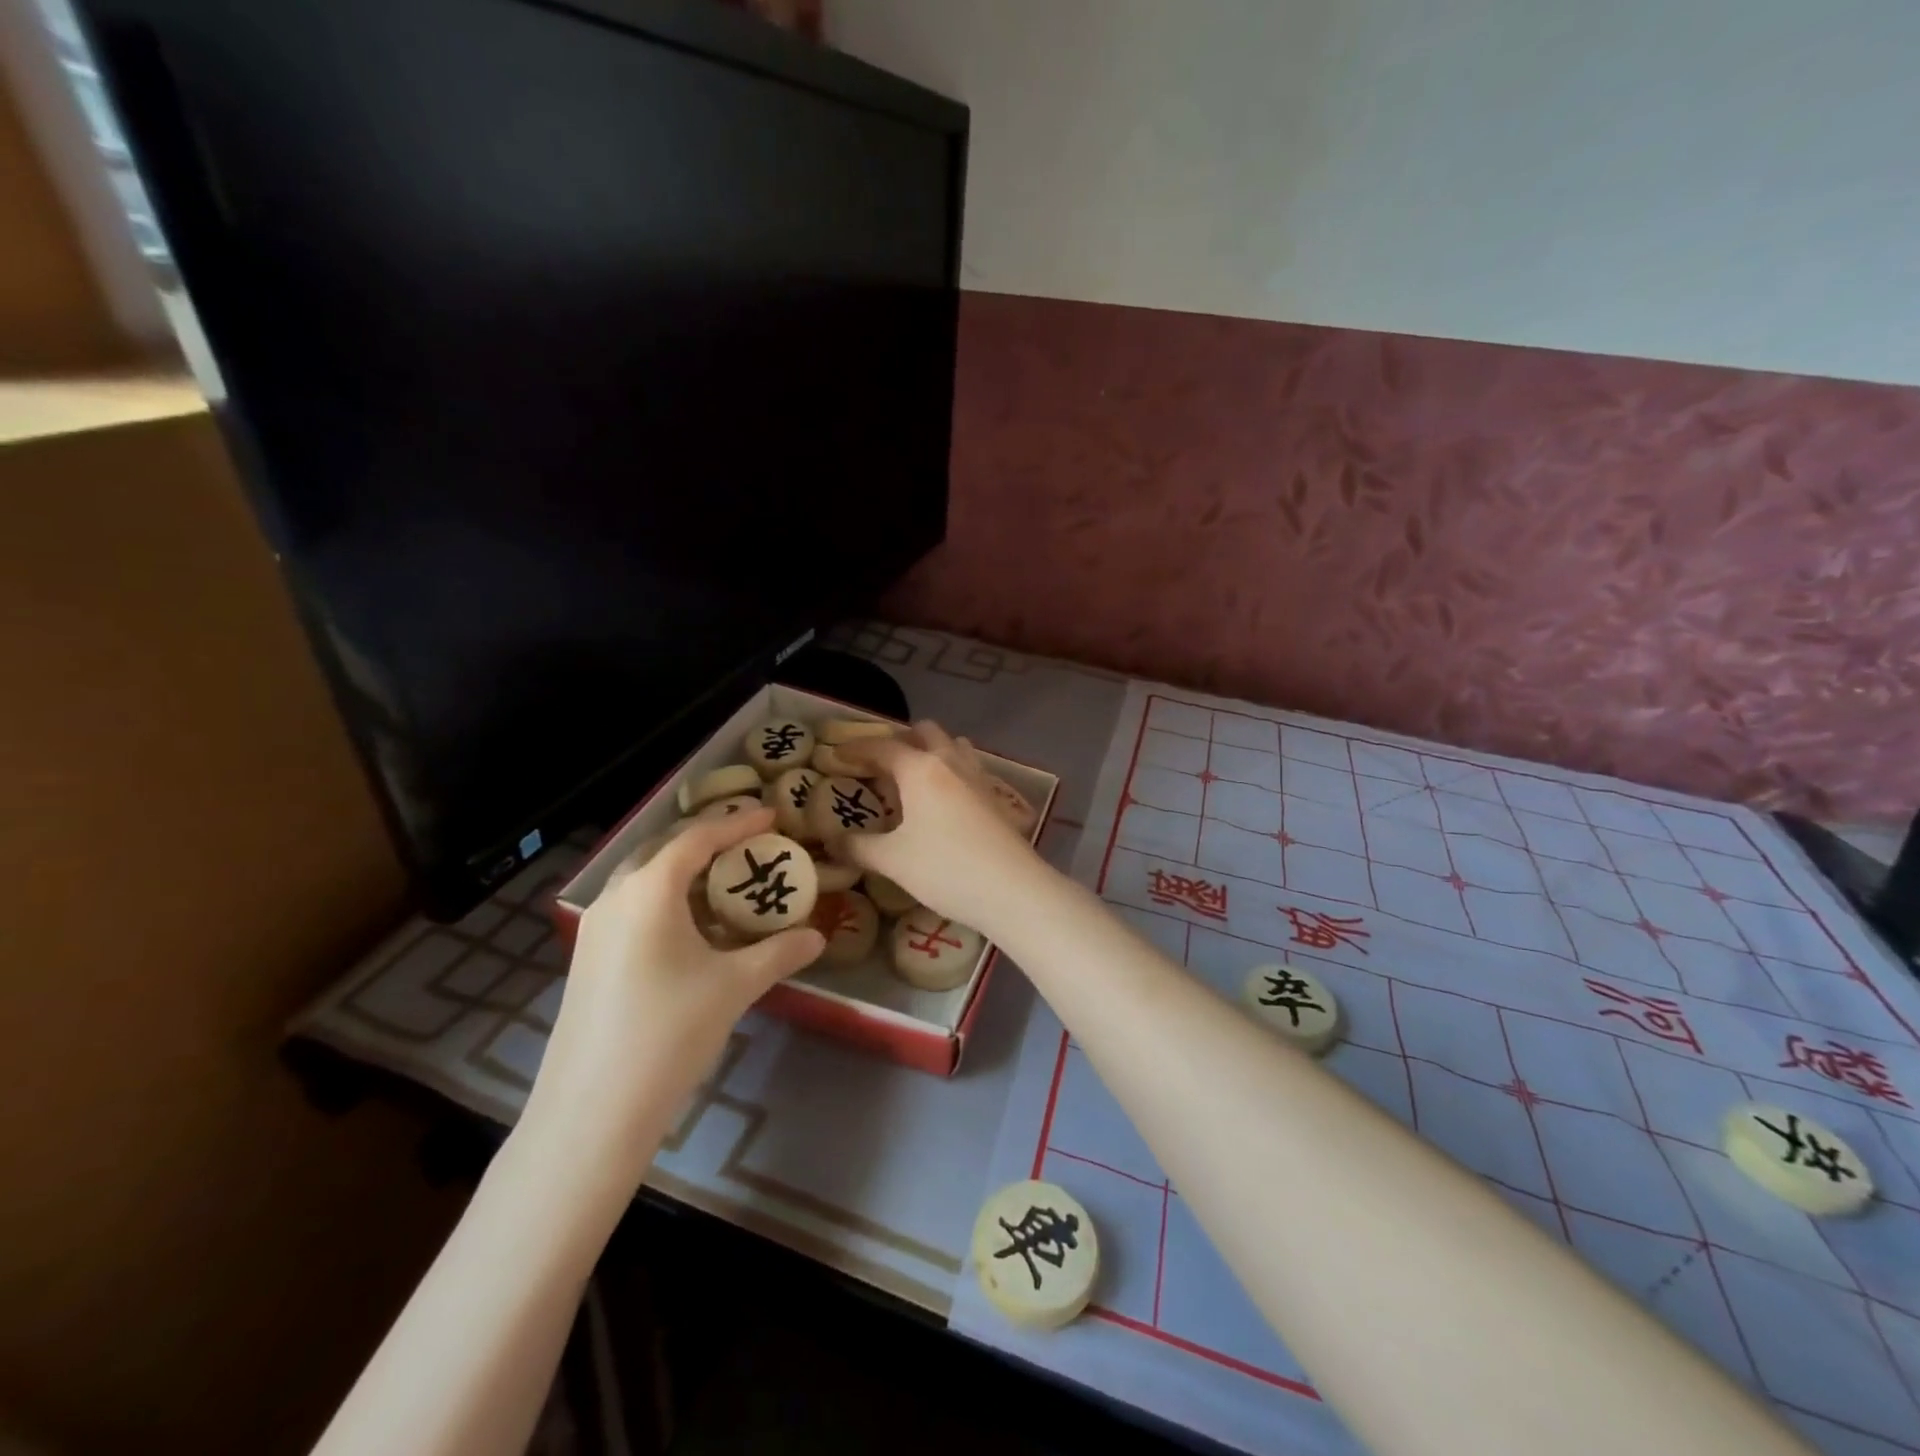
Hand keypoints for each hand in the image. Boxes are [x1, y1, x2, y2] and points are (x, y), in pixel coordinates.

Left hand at [524, 808, 823, 1174]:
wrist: (592, 1110)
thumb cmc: (669, 1032)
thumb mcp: (734, 987)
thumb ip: (779, 953)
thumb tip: (817, 937)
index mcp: (649, 890)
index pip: (699, 838)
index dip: (738, 824)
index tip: (772, 816)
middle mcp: (617, 897)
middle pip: (666, 850)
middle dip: (709, 841)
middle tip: (749, 844)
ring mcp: (595, 929)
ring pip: (645, 879)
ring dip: (685, 872)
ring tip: (725, 882)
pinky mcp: (588, 958)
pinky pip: (633, 907)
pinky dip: (666, 901)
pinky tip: (691, 929)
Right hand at [835, 721, 1043, 931]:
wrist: (1013, 890)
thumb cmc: (946, 869)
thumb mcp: (893, 860)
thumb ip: (858, 847)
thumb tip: (832, 842)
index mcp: (920, 769)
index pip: (883, 746)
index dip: (856, 748)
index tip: (836, 755)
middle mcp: (950, 762)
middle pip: (925, 732)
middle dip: (900, 740)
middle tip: (880, 763)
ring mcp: (978, 777)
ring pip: (953, 746)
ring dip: (932, 750)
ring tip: (914, 776)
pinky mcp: (996, 797)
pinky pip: (969, 768)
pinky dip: (951, 771)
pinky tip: (946, 800)